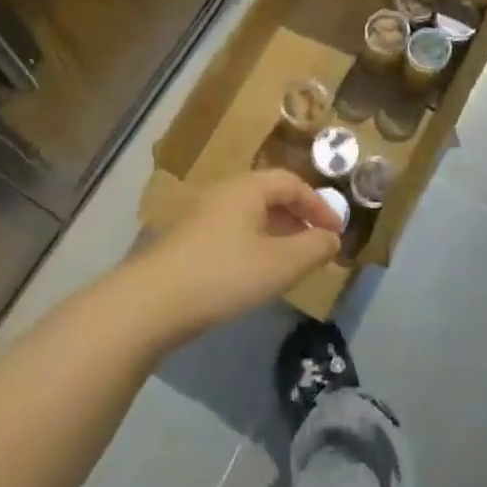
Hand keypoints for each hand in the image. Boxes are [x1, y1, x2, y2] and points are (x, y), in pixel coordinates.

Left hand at [128, 171, 344, 343]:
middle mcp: (223, 193)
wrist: (149, 303)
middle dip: (298, 217)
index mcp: (247, 188)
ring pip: (250, 215)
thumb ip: (313, 249)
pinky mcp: (187, 241)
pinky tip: (255, 271)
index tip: (336, 233)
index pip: (292, 183)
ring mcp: (200, 216)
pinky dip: (255, 243)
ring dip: (277, 232)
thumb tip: (333, 238)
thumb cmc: (222, 275)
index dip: (319, 205)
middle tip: (316, 244)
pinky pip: (232, 231)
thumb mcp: (279, 265)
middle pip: (270, 195)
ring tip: (291, 260)